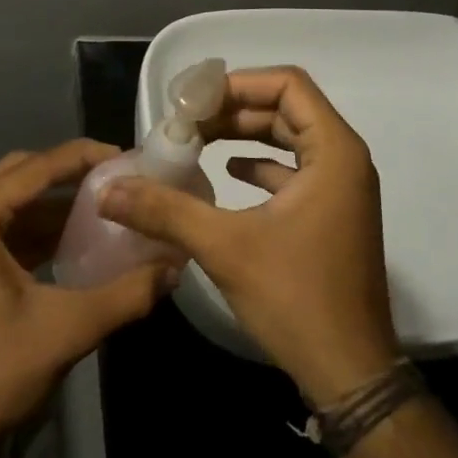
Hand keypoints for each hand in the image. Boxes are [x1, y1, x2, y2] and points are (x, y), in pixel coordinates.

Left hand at [0, 140, 176, 457]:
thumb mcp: (68, 329)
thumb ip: (127, 292)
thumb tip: (174, 267)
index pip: (35, 168)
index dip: (83, 158)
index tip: (124, 157)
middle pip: (16, 176)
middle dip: (66, 176)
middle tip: (113, 180)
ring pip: (1, 203)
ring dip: (46, 205)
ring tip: (96, 209)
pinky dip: (25, 231)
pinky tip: (63, 243)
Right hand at [99, 67, 399, 406]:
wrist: (349, 373)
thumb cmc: (296, 298)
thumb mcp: (225, 247)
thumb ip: (166, 211)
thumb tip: (108, 190)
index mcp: (334, 152)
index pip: (288, 85)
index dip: (239, 84)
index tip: (195, 100)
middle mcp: (345, 160)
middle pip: (287, 108)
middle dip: (235, 109)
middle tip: (187, 121)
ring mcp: (342, 189)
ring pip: (291, 139)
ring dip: (245, 135)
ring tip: (197, 141)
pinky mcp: (332, 214)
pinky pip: (295, 170)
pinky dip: (261, 165)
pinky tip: (226, 174)